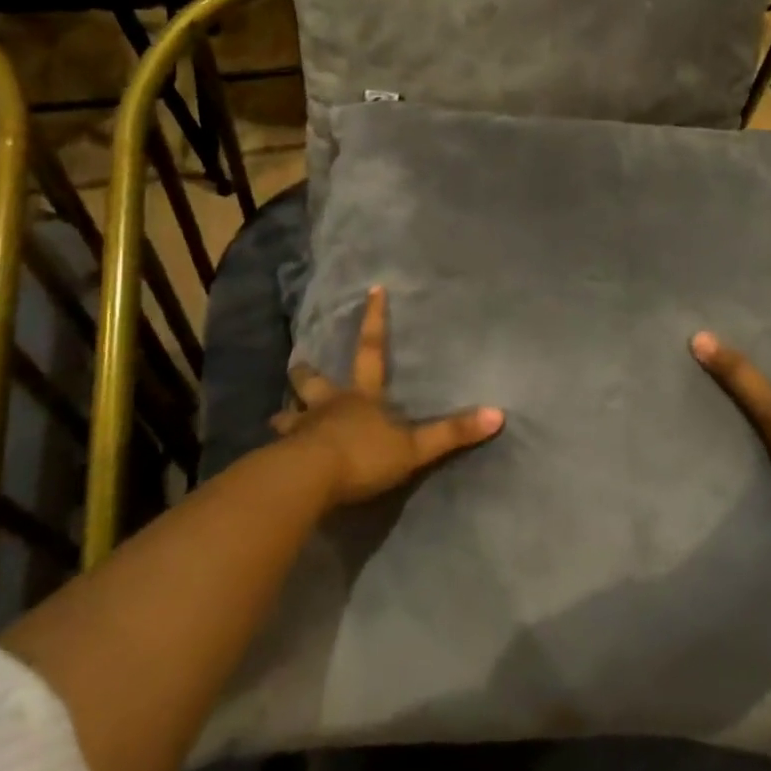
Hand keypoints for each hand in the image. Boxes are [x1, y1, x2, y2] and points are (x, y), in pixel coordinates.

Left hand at [274, 286, 503, 506]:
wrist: (310, 480)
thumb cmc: (363, 456)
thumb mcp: (414, 447)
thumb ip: (452, 433)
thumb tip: (498, 414)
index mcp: (361, 397)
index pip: (372, 350)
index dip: (375, 320)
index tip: (372, 290)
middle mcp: (328, 406)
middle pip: (314, 381)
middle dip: (306, 372)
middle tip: (297, 362)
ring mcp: (302, 430)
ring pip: (289, 415)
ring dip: (285, 414)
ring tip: (278, 416)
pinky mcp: (283, 457)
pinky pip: (278, 451)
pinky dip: (276, 451)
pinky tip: (271, 458)